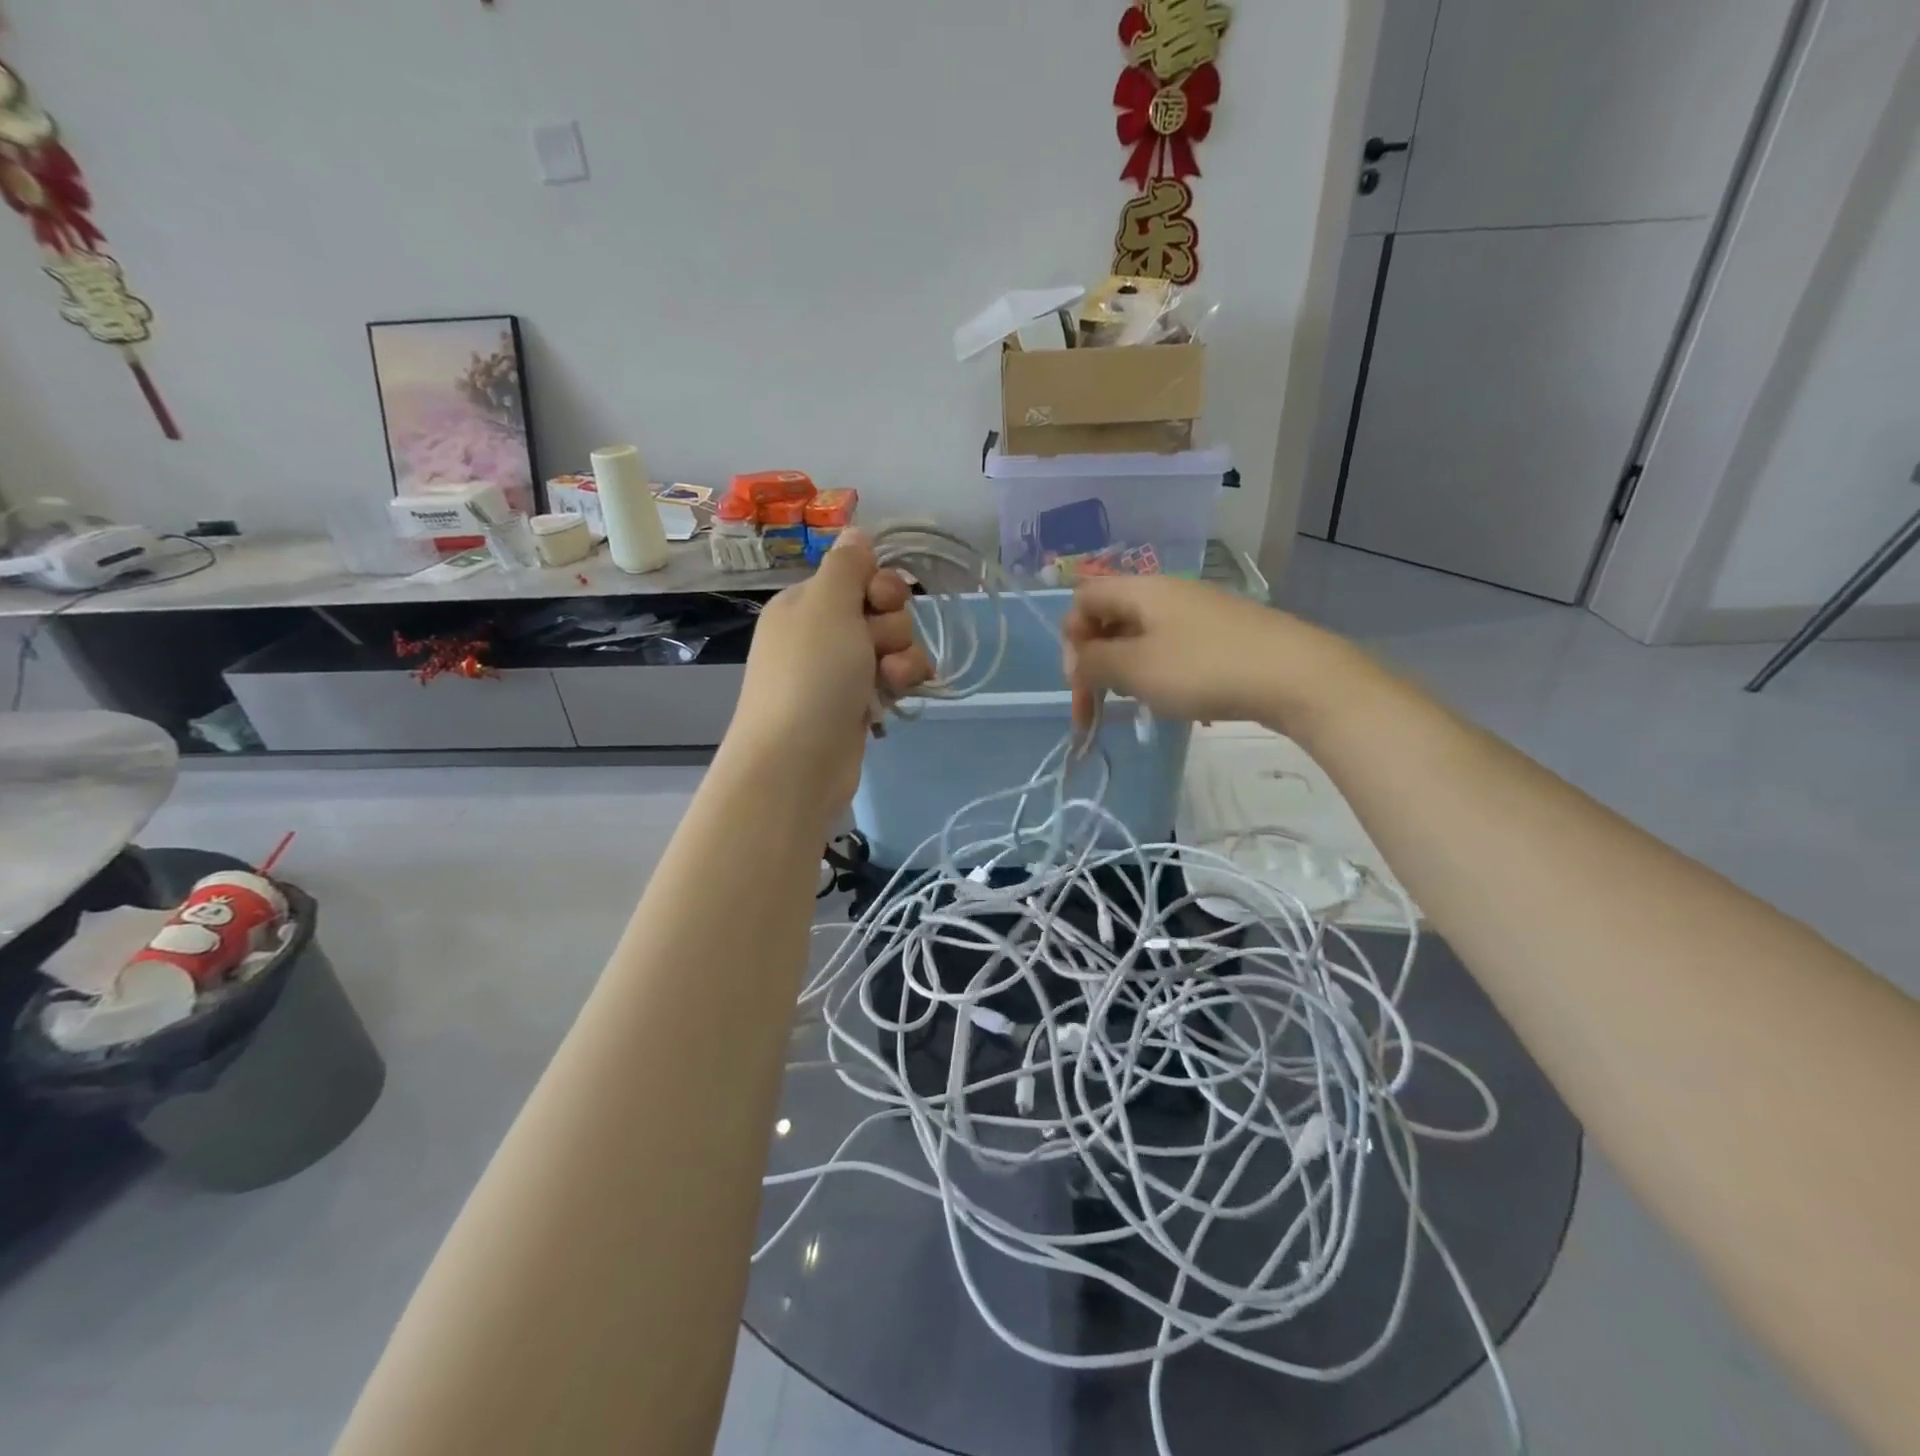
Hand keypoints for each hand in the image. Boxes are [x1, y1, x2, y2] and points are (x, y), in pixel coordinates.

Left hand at [724, 528, 931, 820]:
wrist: (797, 762)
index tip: (880, 602)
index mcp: (806, 603)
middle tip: (877, 648)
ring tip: (890, 681)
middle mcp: (822, 633)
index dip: (880, 586)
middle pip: (882, 611)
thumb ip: (847, 565)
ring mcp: (840, 672)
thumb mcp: (827, 605)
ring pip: (893, 647)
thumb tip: (855, 530)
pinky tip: (898, 697)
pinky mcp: (857, 705)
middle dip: (893, 627)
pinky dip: (900, 684)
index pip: (859, 575)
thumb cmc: (811, 676)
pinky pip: (892, 679)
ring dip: (903, 658)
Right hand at [1062, 576, 1339, 731]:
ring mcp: (1198, 610)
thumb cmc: (1204, 669)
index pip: (1083, 599)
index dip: (1071, 639)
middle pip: (1110, 616)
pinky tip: (1174, 699)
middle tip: (1099, 703)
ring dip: (1126, 668)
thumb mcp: (1135, 669)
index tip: (1081, 682)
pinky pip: (1172, 646)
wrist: (1295, 676)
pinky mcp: (1223, 632)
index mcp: (1141, 590)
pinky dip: (1158, 671)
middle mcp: (1167, 592)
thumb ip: (1094, 663)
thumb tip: (1079, 660)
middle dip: (1095, 660)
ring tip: (1136, 702)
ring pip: (1141, 634)